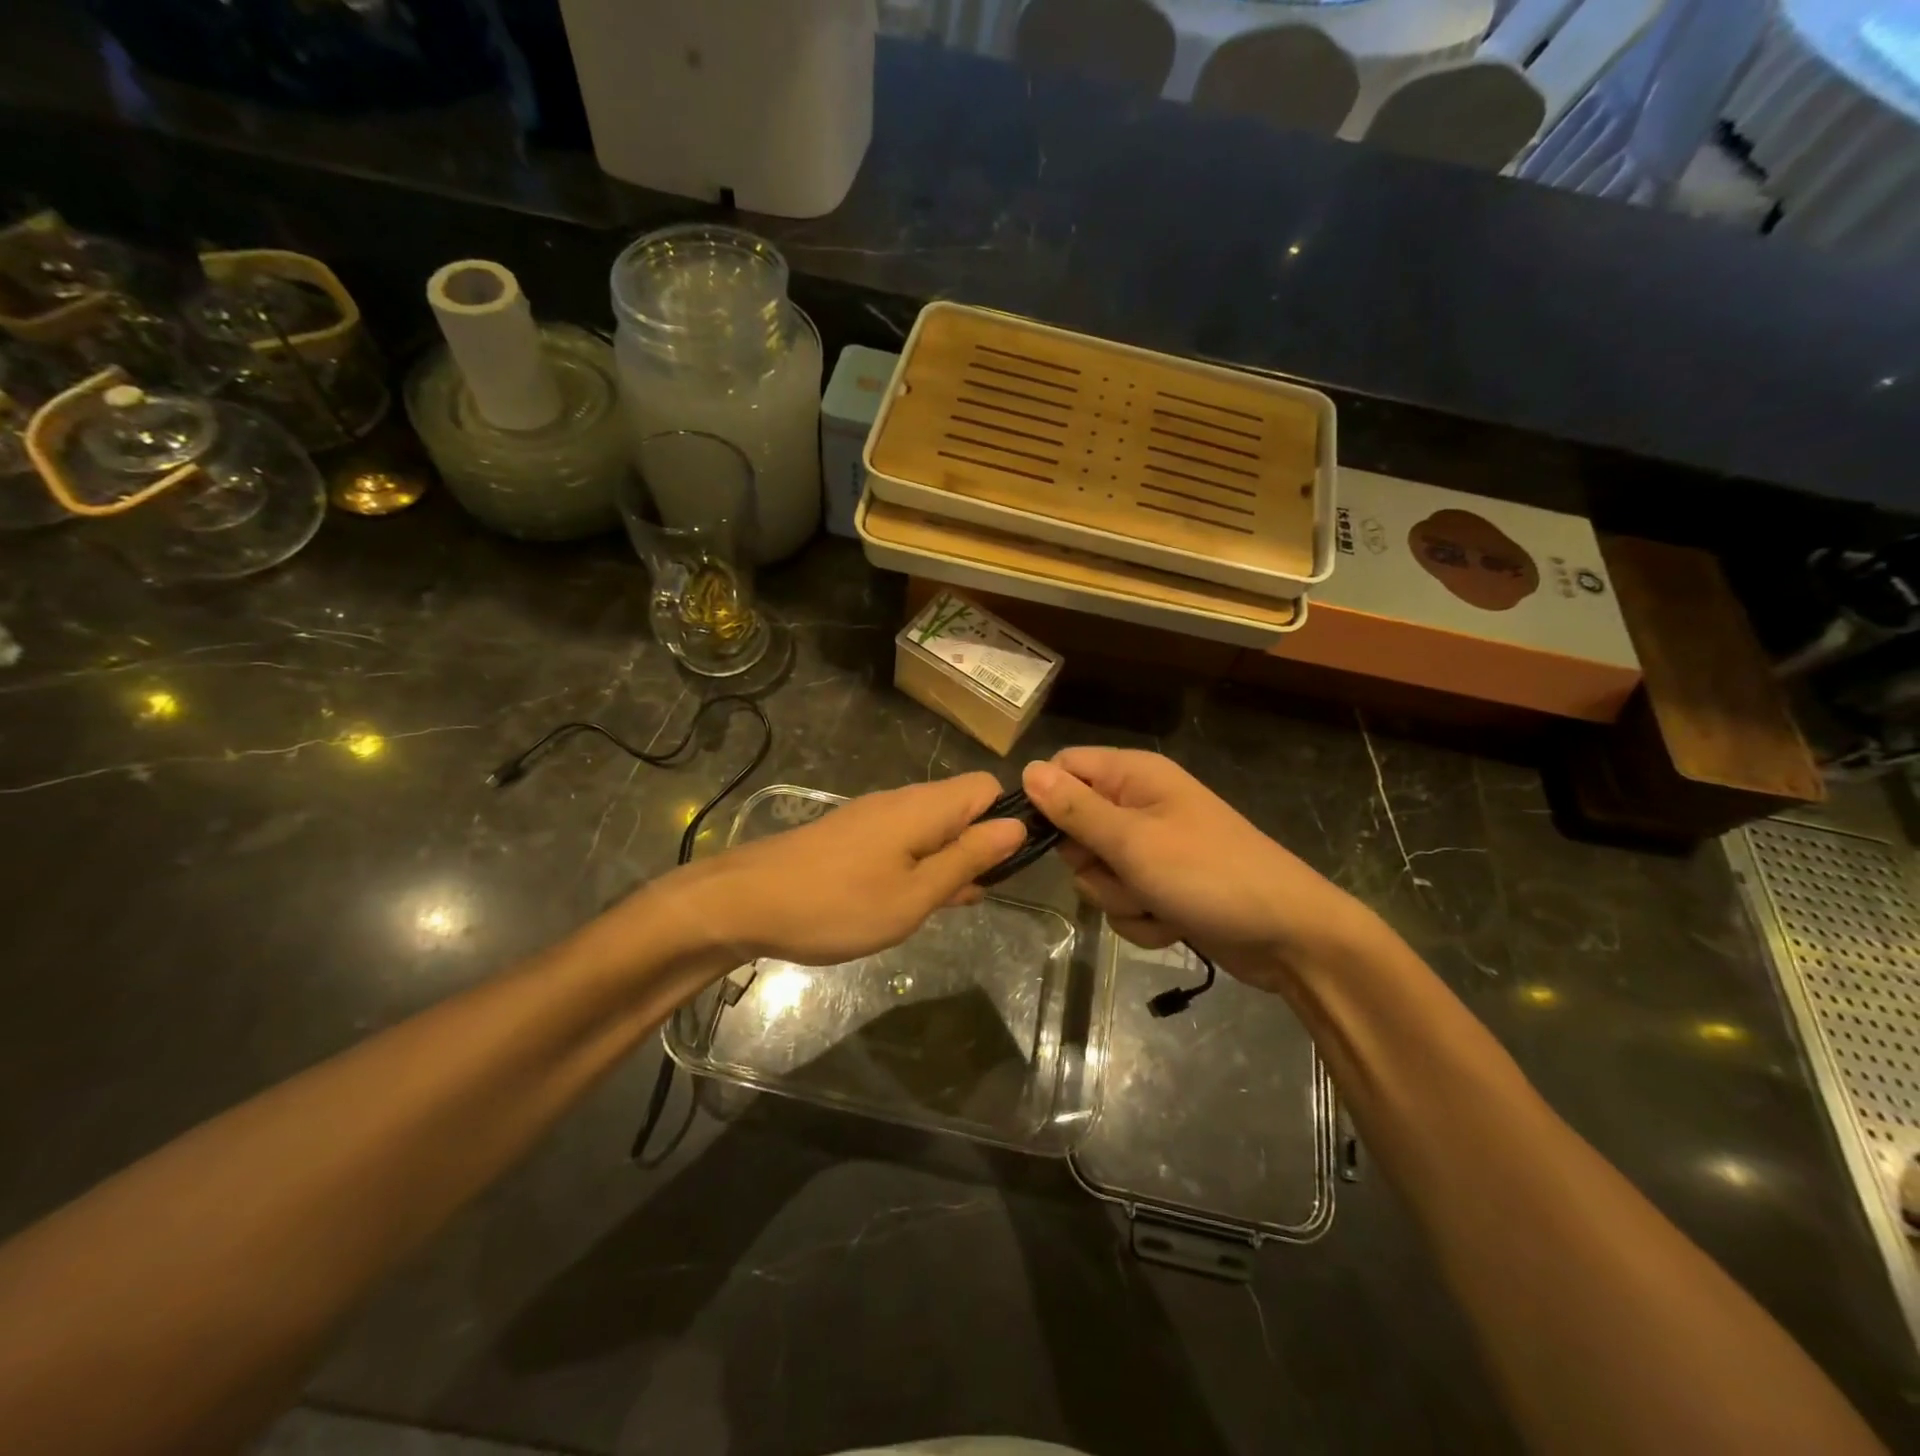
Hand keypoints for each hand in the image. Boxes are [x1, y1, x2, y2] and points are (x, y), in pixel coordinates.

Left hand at [667, 772, 1026, 966]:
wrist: (745, 902)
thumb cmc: (838, 904)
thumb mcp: (915, 894)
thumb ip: (968, 859)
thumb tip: (1016, 827)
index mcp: (925, 807)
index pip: (987, 788)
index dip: (1006, 821)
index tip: (1003, 867)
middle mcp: (902, 800)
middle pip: (961, 808)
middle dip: (976, 849)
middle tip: (966, 899)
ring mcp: (873, 816)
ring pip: (931, 829)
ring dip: (945, 863)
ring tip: (935, 908)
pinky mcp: (851, 834)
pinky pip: (901, 841)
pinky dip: (914, 867)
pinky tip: (900, 902)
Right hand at [1022, 748, 1386, 988]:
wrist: (1289, 935)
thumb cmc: (1209, 875)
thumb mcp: (1133, 841)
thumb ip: (1075, 808)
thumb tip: (1027, 769)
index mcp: (1134, 776)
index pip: (1065, 769)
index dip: (1047, 801)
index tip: (1042, 837)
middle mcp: (1139, 805)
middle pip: (1075, 828)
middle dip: (1091, 863)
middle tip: (1123, 871)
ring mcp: (1152, 849)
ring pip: (1097, 873)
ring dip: (1120, 898)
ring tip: (1158, 902)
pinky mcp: (1162, 887)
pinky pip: (1124, 901)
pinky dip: (1142, 919)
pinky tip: (1173, 923)